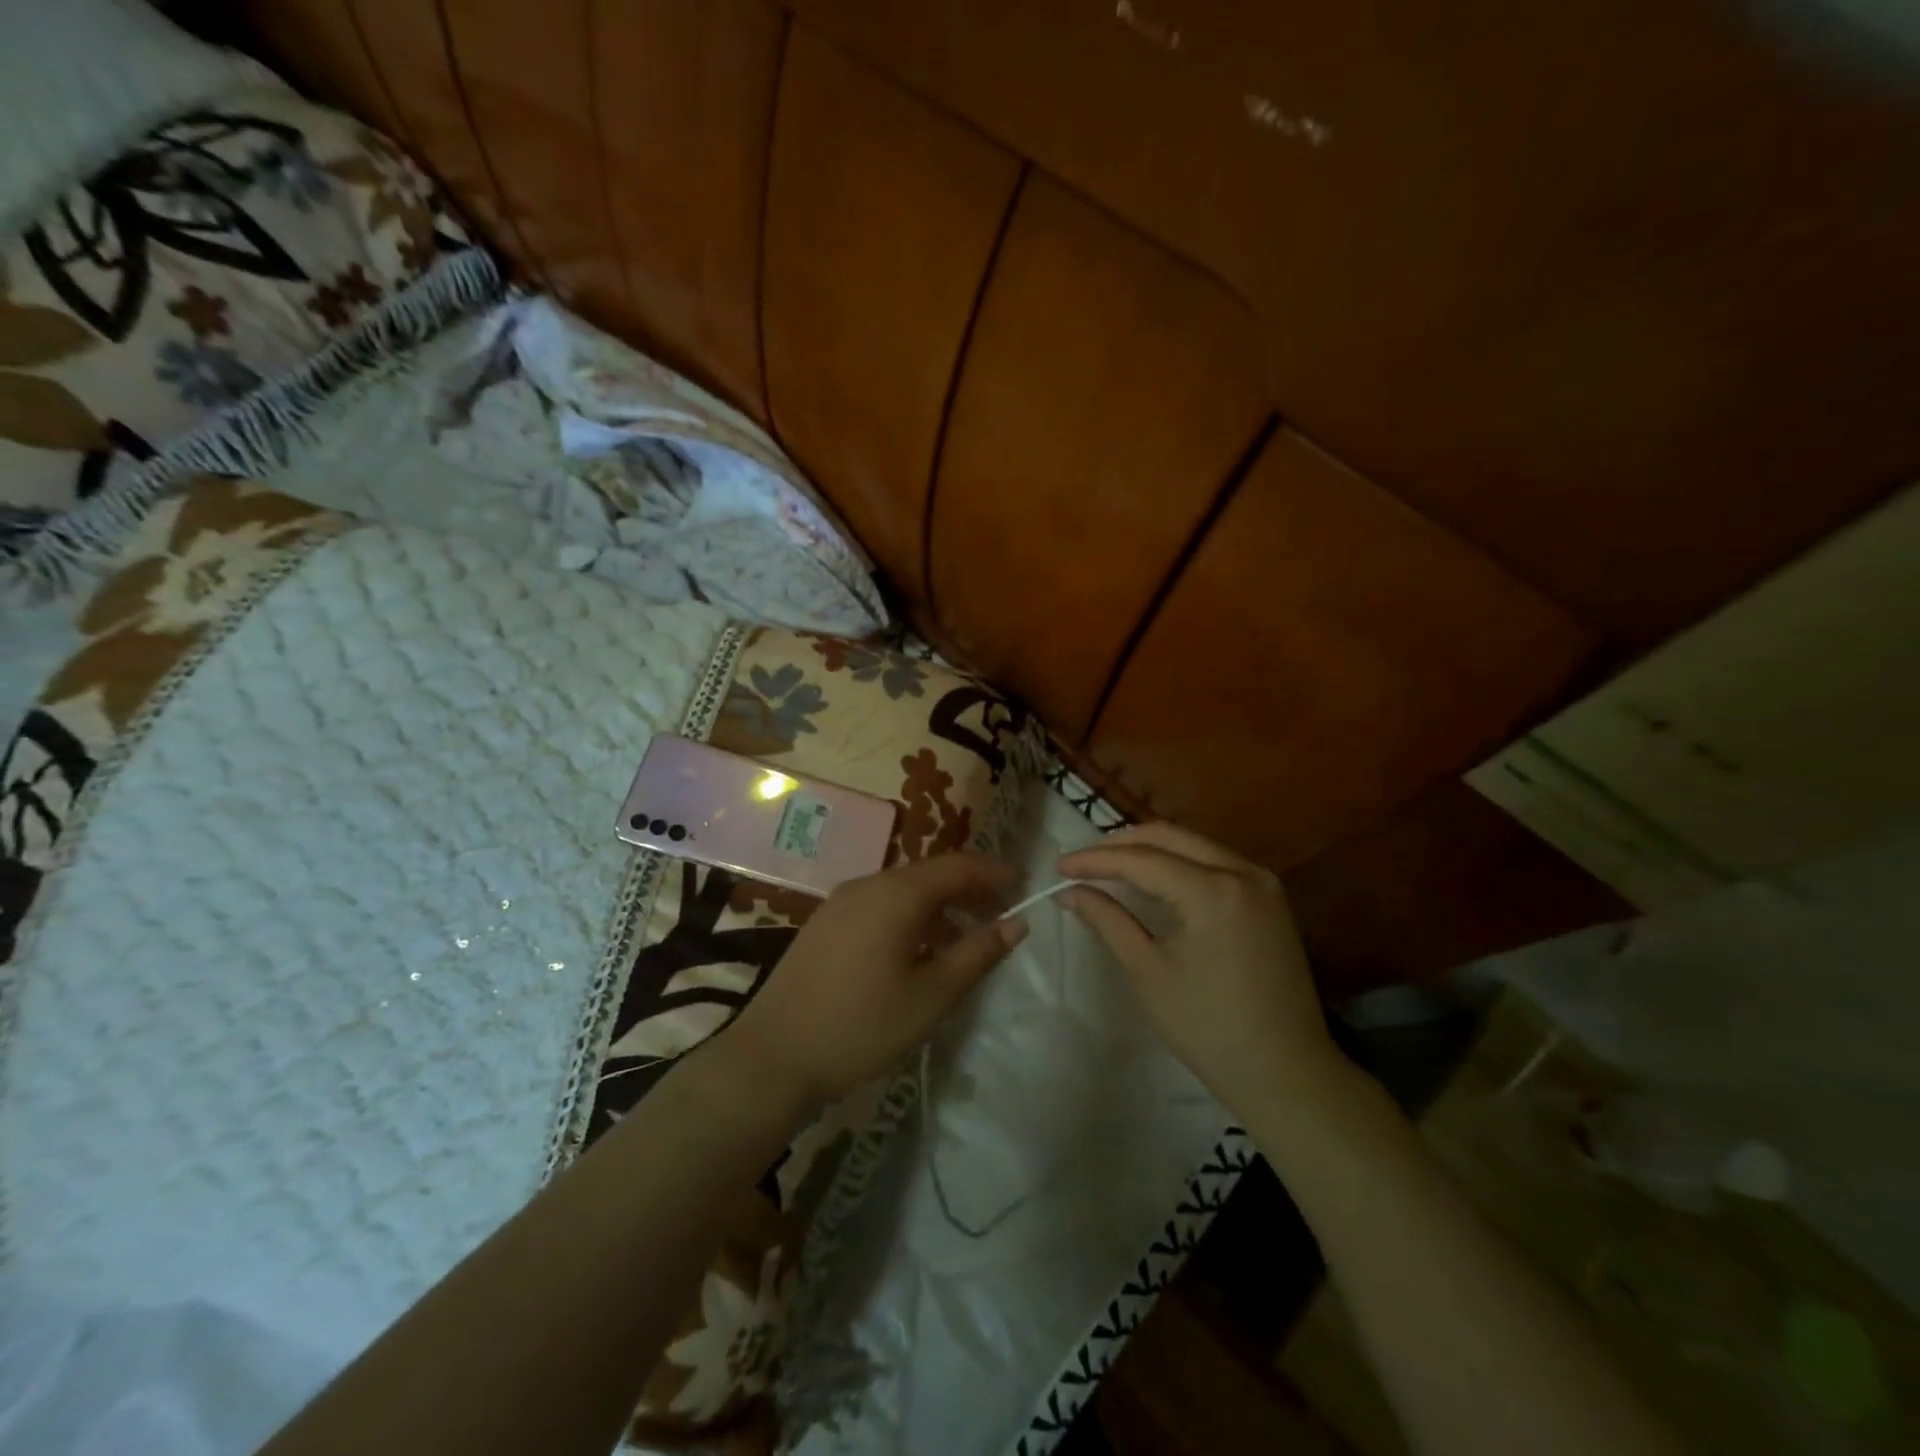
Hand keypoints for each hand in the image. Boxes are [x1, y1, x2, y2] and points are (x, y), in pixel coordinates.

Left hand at [718, 853, 1024, 1110]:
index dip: (994, 872)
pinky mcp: (826, 923)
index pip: (958, 866)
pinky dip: (911, 917)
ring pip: (904, 890)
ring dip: (941, 906)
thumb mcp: (932, 996)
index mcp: (897, 893)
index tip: (1025, 885)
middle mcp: (868, 884)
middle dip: (970, 890)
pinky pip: (880, 905)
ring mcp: (841, 902)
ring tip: (966, 938)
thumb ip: (977, 954)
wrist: (773, 1056)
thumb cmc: (862, 1025)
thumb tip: (1016, 923)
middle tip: (1002, 914)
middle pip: (930, 874)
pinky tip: (920, 950)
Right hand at [1057, 823, 1344, 1115]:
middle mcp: (1242, 871)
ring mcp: (1262, 882)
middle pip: (1170, 836)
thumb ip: (1108, 920)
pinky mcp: (1271, 898)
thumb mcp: (1148, 971)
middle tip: (1082, 861)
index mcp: (1212, 890)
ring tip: (1110, 865)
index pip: (1141, 859)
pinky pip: (1215, 862)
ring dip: (1150, 849)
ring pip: (1194, 844)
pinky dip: (1179, 862)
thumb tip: (1071, 893)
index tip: (1060, 867)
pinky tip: (1154, 878)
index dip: (1095, 860)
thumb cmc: (1208, 1028)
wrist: (1287, 1073)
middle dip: (1121, 844)